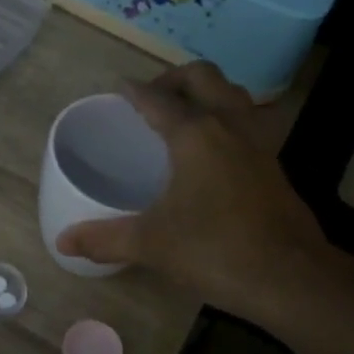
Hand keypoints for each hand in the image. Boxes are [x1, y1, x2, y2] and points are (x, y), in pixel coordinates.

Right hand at [55, 62, 334, 323]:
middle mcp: (229, 125)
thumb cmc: (215, 250)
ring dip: (207, 92)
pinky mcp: (274, 164)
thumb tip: (63, 242)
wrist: (290, 276)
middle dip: (174, 78)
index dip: (135, 90)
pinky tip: (213, 150)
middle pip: (203, 77)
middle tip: (152, 98)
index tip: (120, 88)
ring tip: (184, 115)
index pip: (158, 98)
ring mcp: (258, 143)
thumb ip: (105, 238)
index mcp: (195, 134)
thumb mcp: (151, 244)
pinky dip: (226, 118)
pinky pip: (247, 121)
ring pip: (233, 94)